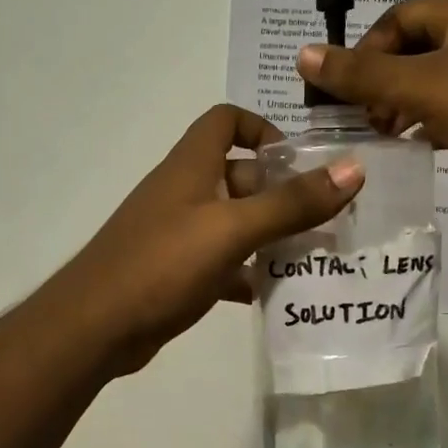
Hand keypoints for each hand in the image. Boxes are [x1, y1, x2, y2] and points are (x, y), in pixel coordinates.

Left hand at [49, 105, 363, 375]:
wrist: (95, 326)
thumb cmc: (162, 263)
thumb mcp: (232, 229)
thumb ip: (292, 202)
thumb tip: (353, 168)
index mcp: (191, 165)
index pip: (225, 120)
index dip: (261, 129)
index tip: (297, 161)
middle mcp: (183, 191)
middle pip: (238, 174)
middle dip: (280, 192)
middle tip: (326, 219)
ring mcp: (176, 232)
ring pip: (233, 222)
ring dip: (269, 234)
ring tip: (315, 256)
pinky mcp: (174, 270)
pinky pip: (221, 261)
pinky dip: (246, 272)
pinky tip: (274, 294)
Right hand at [298, 0, 447, 226]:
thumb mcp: (423, 86)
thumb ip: (360, 74)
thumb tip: (302, 53)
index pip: (397, 19)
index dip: (365, 51)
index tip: (347, 93)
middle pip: (418, 49)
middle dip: (383, 82)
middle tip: (364, 120)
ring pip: (441, 82)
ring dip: (408, 106)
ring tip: (386, 137)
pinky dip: (438, 125)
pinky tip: (424, 149)